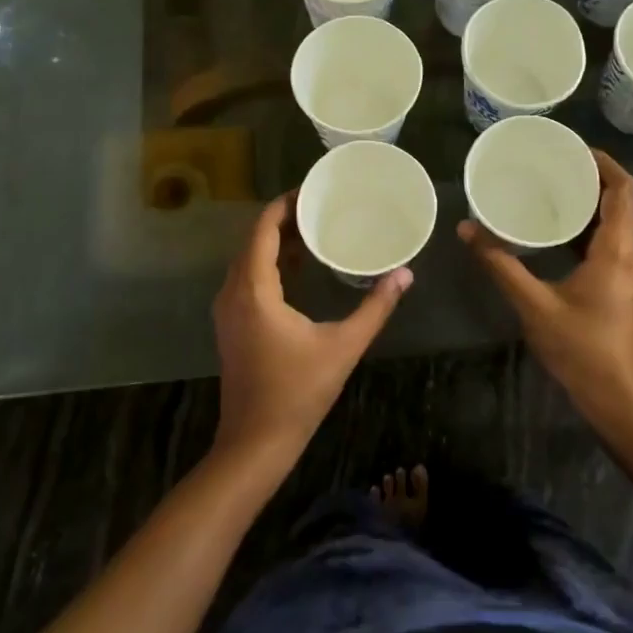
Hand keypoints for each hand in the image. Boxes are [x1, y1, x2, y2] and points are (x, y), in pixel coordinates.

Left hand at [211, 193, 410, 465]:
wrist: (255, 442)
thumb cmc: (298, 392)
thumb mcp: (343, 346)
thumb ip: (375, 307)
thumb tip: (405, 274)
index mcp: (254, 289)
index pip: (262, 229)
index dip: (284, 204)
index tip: (312, 190)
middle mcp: (233, 292)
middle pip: (253, 240)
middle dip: (284, 219)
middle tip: (320, 206)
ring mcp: (228, 310)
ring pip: (248, 260)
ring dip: (275, 241)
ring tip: (313, 229)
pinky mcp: (231, 325)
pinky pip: (246, 278)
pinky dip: (268, 263)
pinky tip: (298, 267)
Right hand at [457, 149, 632, 420]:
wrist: (616, 397)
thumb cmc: (579, 348)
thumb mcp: (533, 304)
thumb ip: (500, 264)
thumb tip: (467, 228)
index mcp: (616, 250)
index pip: (622, 190)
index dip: (603, 162)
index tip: (574, 148)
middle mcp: (632, 255)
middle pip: (620, 203)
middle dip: (590, 180)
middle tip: (553, 166)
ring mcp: (632, 273)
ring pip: (615, 225)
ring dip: (589, 206)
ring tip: (552, 192)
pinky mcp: (625, 288)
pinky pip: (610, 245)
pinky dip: (588, 230)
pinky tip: (558, 234)